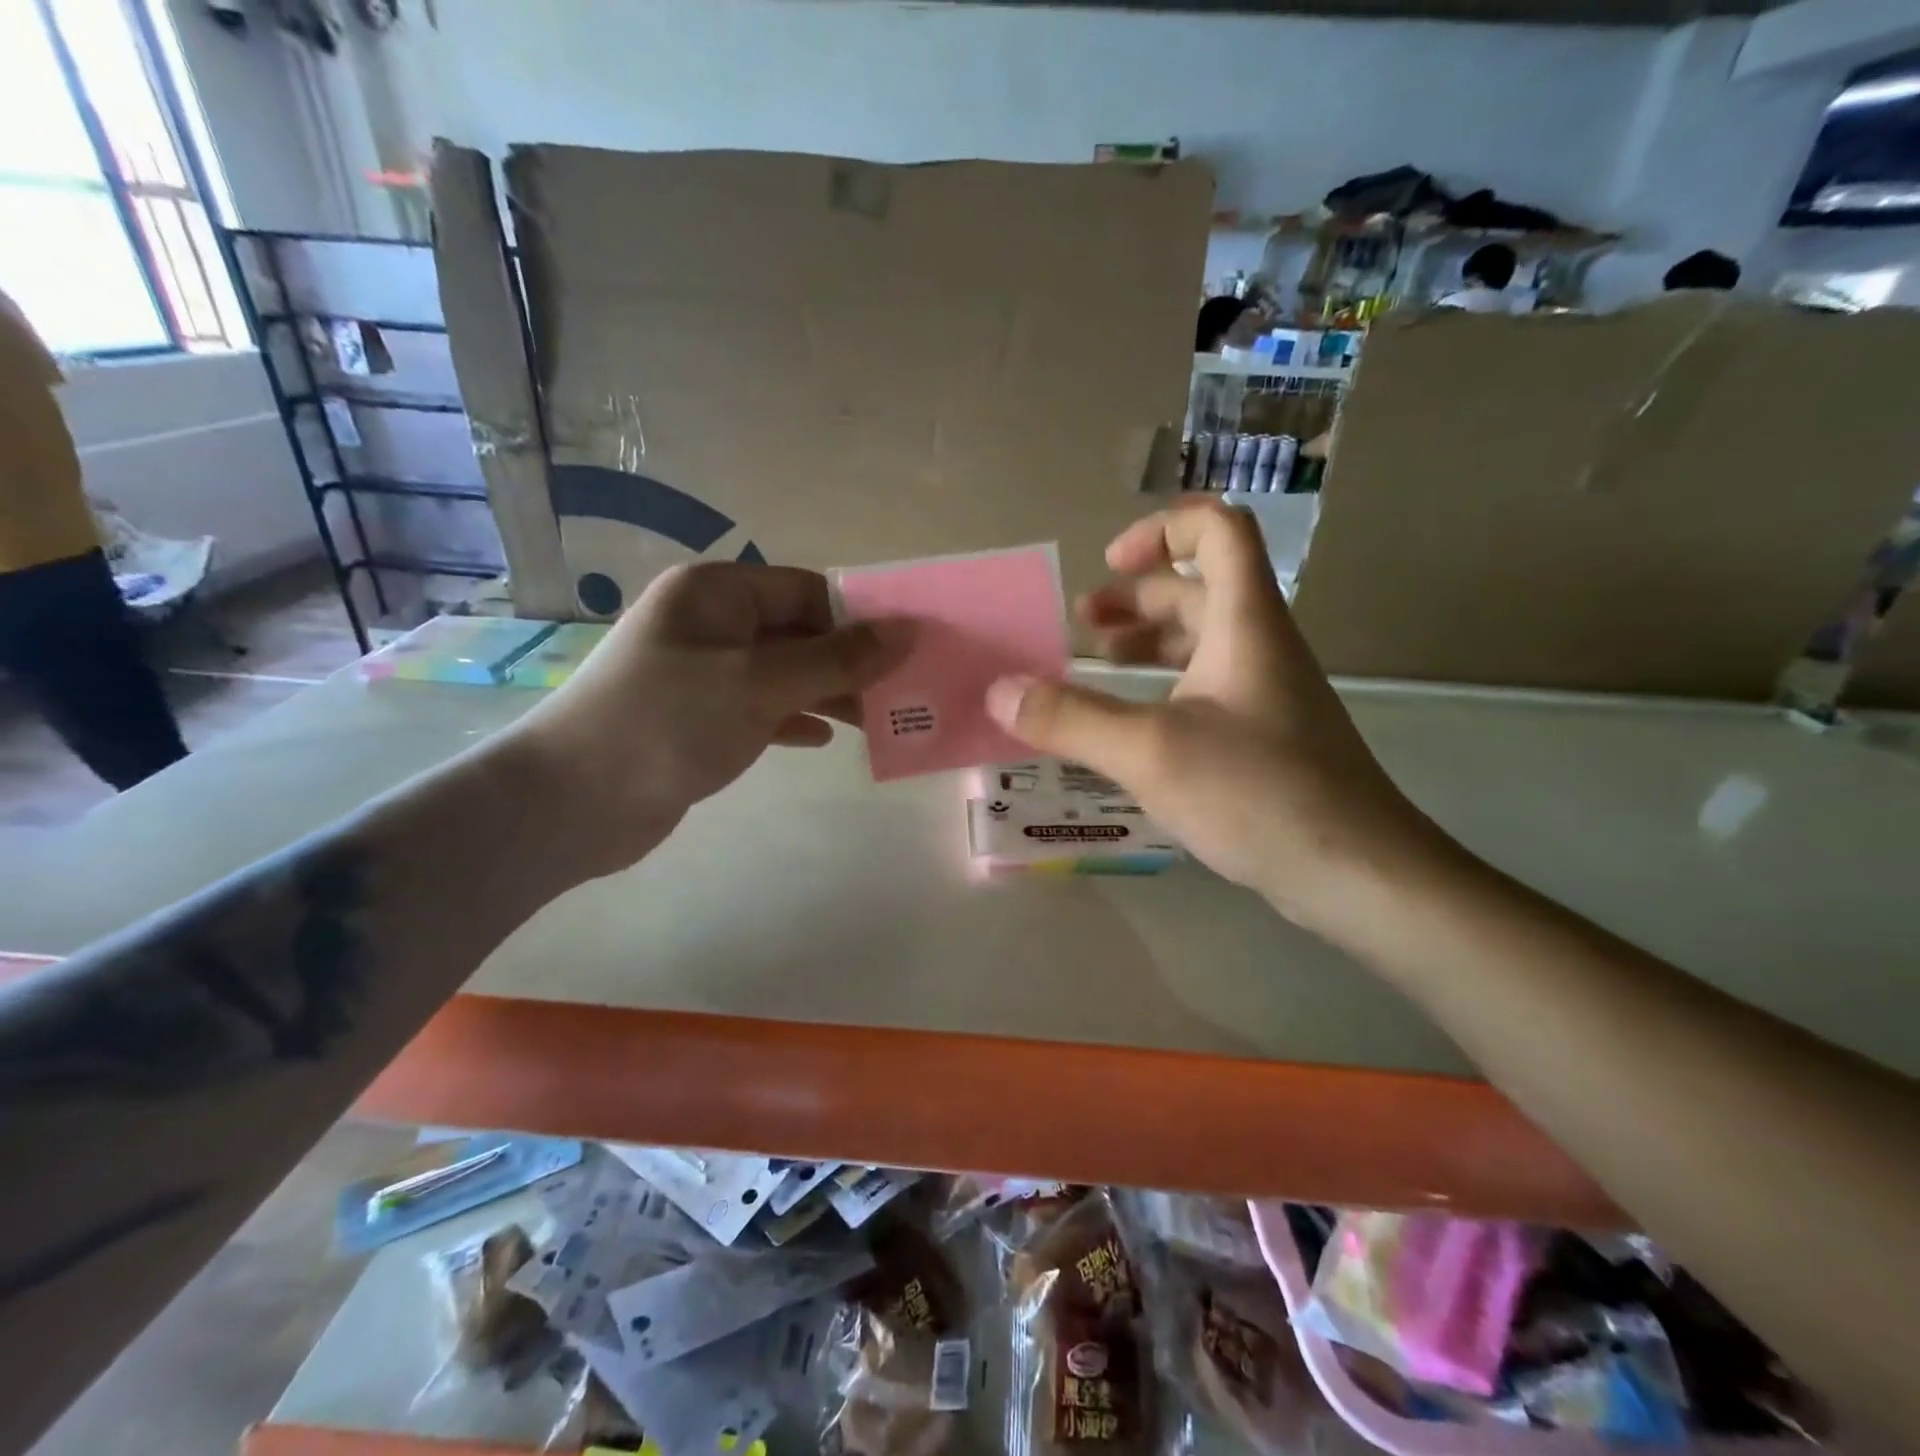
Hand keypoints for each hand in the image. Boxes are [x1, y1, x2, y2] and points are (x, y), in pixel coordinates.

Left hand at [497, 561, 909, 882]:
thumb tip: (905, 632)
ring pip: (783, 673)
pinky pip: (761, 708)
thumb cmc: (669, 722)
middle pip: (798, 632)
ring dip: (827, 693)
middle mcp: (710, 624)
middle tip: (900, 692)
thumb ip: (837, 659)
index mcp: (717, 594)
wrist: (574, 801)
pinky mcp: (699, 718)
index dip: (857, 618)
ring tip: (876, 720)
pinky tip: (823, 740)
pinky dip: (793, 719)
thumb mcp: (761, 683)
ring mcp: (703, 673)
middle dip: (847, 661)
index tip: (904, 652)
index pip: (806, 591)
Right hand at [984, 500, 1442, 932]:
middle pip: (1200, 588)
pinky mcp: (1266, 737)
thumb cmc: (1257, 793)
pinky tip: (1130, 726)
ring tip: (1093, 665)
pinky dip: (1161, 689)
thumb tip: (999, 692)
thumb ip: (1070, 719)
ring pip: (1202, 642)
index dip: (1161, 530)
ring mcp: (1266, 694)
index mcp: (1245, 623)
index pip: (1218, 530)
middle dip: (1135, 596)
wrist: (1356, 873)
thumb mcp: (1150, 752)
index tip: (1107, 565)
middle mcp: (1260, 646)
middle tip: (1080, 625)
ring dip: (1147, 641)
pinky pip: (1206, 689)